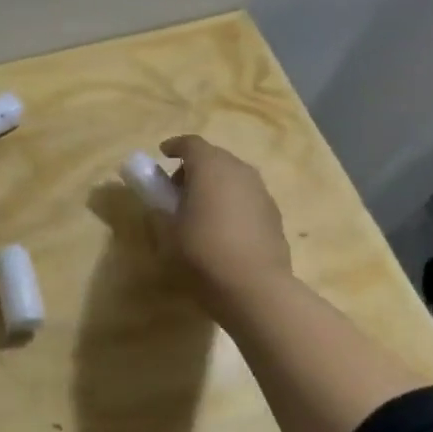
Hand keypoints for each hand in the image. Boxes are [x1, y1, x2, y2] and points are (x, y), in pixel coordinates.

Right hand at [160, 135, 292, 303]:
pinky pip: (246, 196)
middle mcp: (239, 170)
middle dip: (194, 168)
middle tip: (177, 189)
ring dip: (215, 185)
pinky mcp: (273, 213)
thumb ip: (159, 211)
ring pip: (232, 176)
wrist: (255, 287)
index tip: (162, 154)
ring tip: (200, 210)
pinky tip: (223, 227)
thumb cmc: (202, 253)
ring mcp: (261, 191)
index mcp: (210, 166)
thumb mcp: (167, 233)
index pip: (191, 144)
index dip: (174, 146)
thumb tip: (159, 204)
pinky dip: (232, 202)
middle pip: (214, 157)